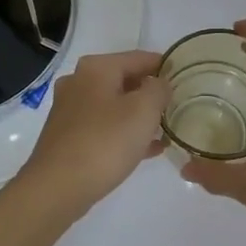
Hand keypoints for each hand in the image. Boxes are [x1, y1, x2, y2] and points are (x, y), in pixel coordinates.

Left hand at [16, 49, 167, 215]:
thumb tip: (160, 84)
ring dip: (141, 116)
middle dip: (153, 94)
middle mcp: (79, 82)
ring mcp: (70, 110)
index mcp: (97, 68)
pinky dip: (126, 133)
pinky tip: (149, 150)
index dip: (166, 67)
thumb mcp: (144, 110)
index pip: (141, 58)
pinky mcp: (68, 136)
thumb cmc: (105, 142)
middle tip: (179, 107)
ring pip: (115, 106)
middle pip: (126, 80)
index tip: (187, 80)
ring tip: (167, 130)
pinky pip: (105, 127)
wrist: (57, 187)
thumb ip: (159, 89)